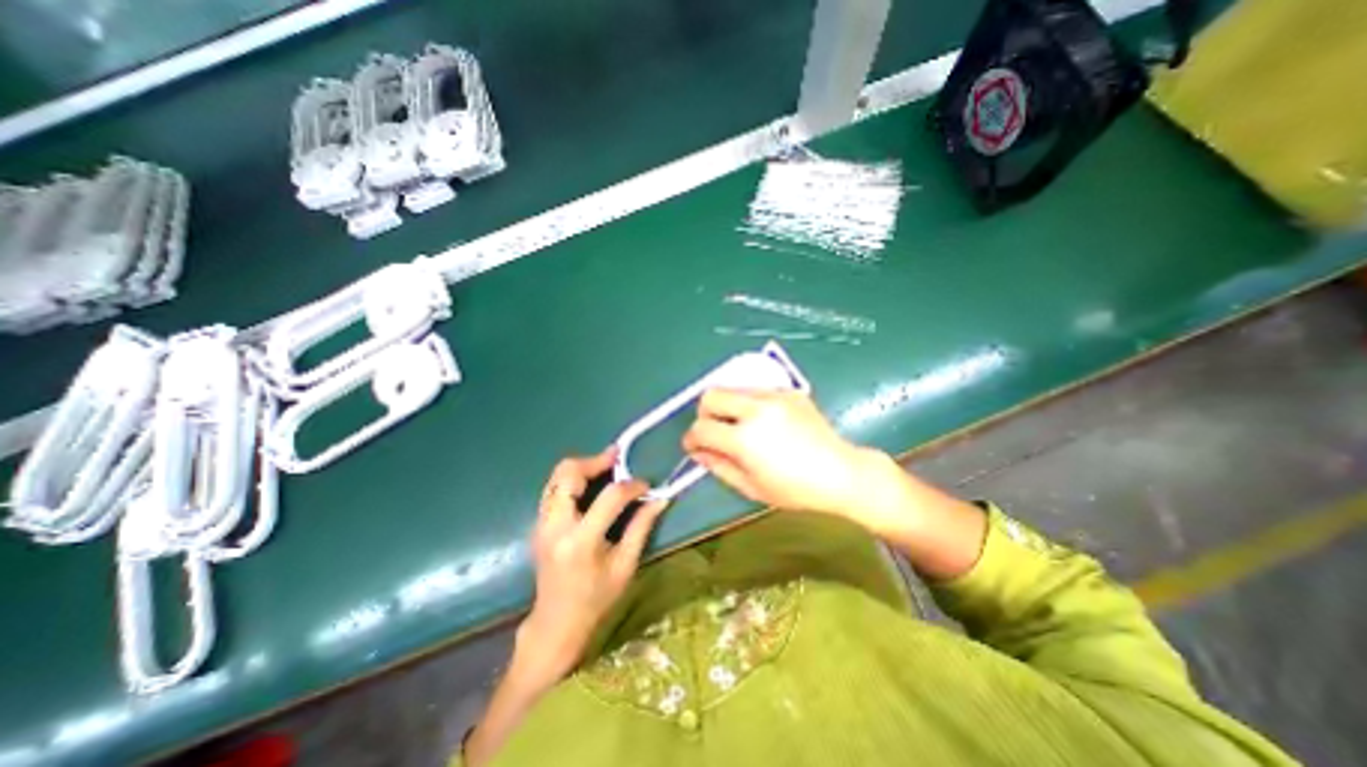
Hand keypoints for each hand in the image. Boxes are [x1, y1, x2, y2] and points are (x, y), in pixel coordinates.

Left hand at [518, 448, 669, 682]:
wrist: (555, 623)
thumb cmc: (596, 599)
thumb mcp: (625, 566)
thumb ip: (641, 527)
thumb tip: (660, 499)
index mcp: (581, 541)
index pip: (609, 497)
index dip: (631, 486)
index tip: (646, 486)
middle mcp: (555, 526)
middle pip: (569, 473)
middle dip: (596, 461)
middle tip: (618, 459)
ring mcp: (542, 523)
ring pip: (557, 476)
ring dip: (583, 466)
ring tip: (607, 466)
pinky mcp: (538, 523)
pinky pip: (554, 487)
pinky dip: (573, 478)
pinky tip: (591, 484)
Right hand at [685, 391, 915, 534]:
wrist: (841, 472)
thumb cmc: (795, 489)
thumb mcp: (751, 487)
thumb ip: (718, 466)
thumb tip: (697, 451)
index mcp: (745, 439)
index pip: (701, 428)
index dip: (691, 438)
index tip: (695, 446)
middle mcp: (756, 410)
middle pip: (711, 395)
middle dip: (704, 413)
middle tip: (714, 431)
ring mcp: (774, 396)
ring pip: (733, 388)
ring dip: (727, 406)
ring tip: (740, 426)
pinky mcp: (788, 391)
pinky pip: (756, 390)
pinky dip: (750, 403)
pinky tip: (764, 421)